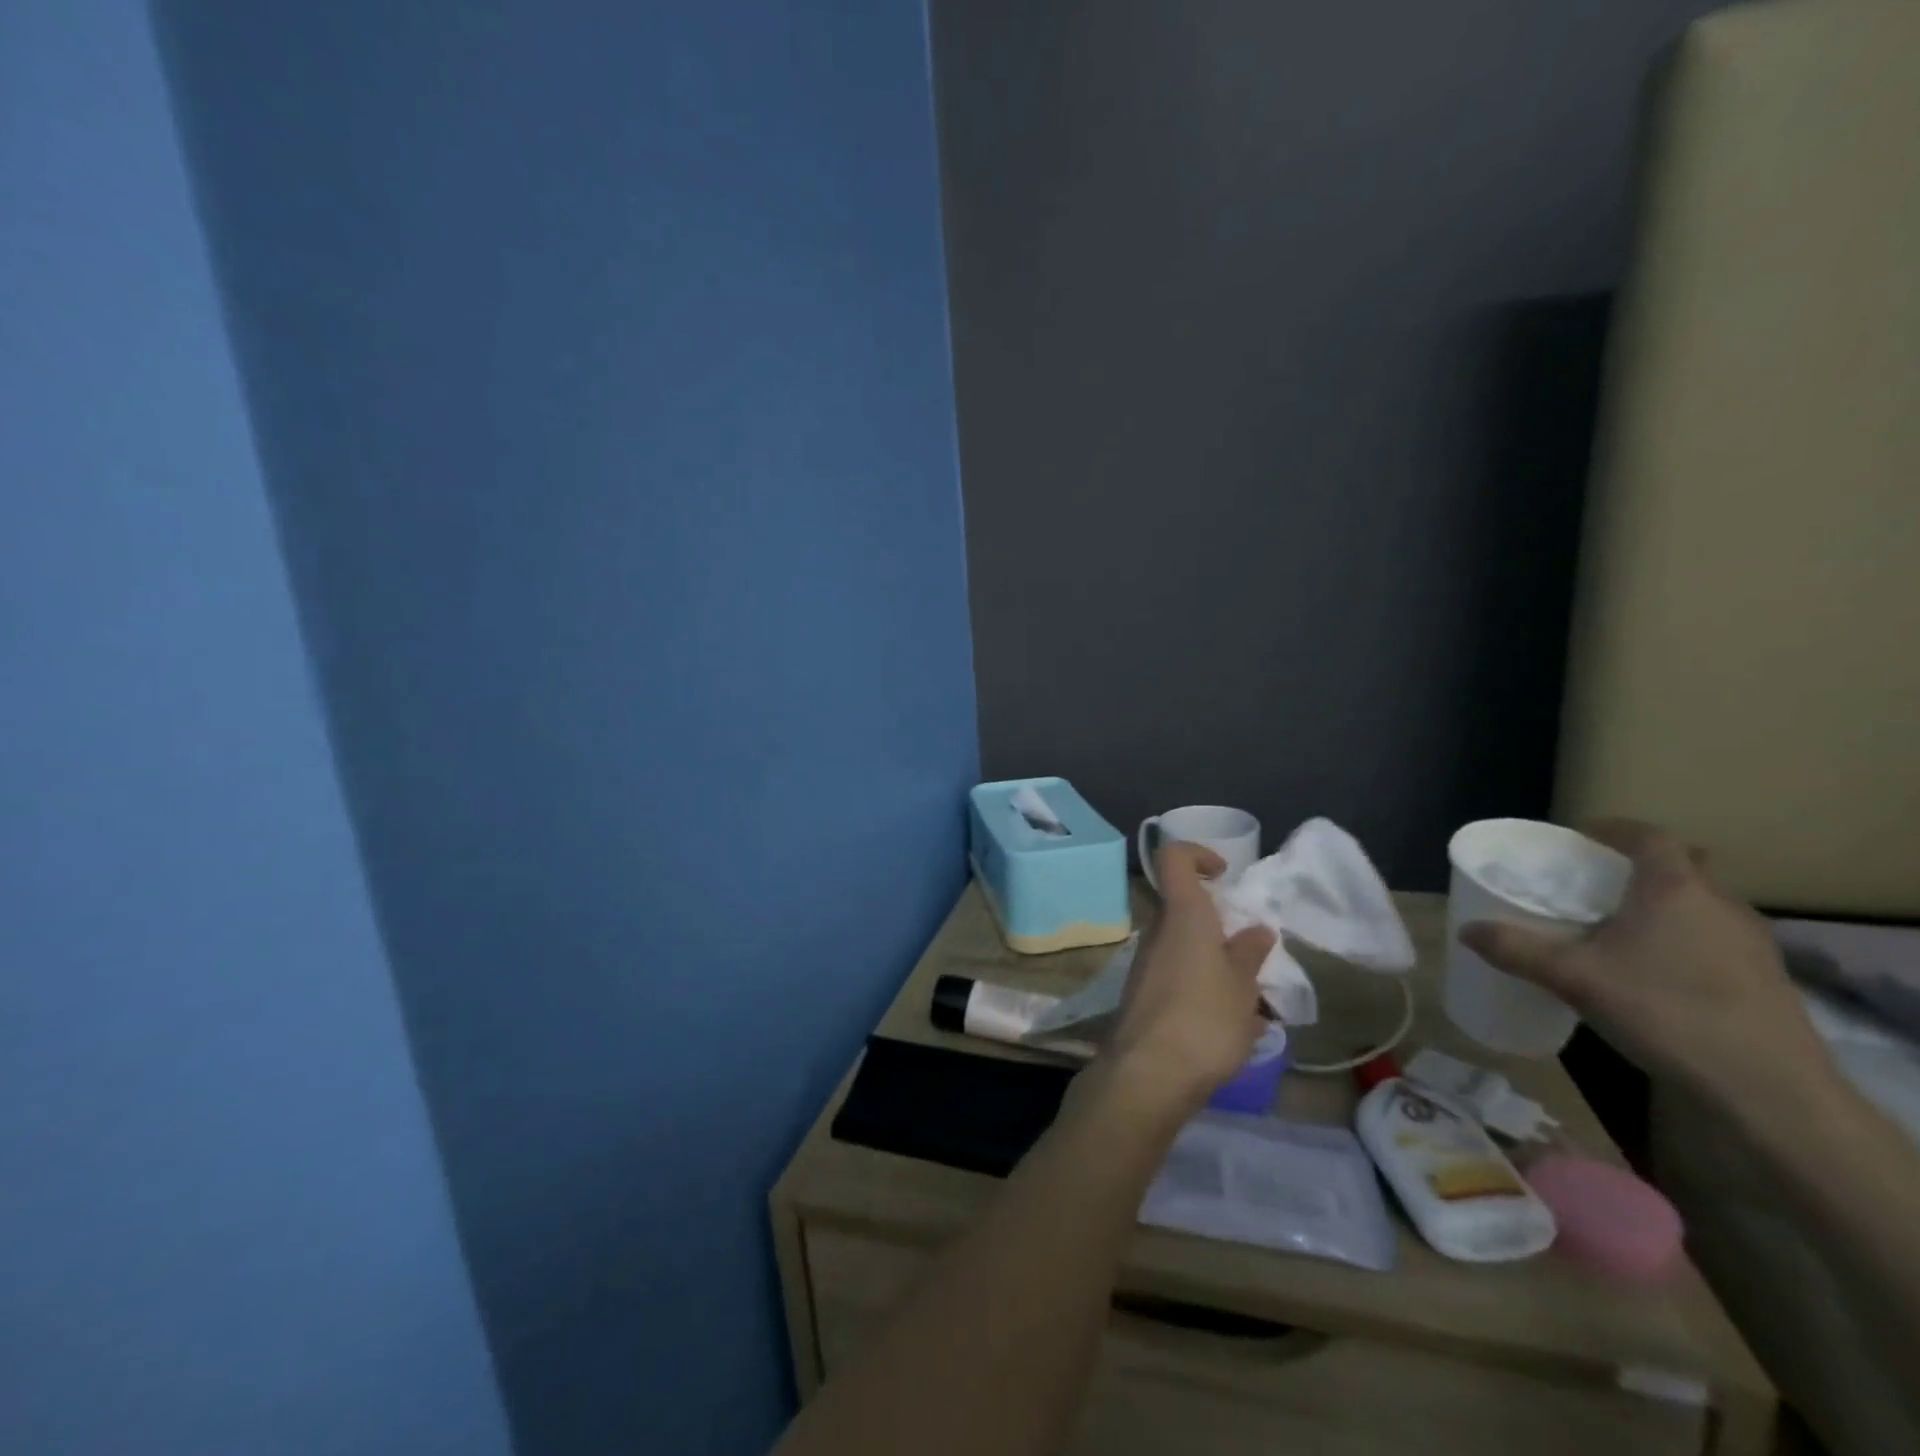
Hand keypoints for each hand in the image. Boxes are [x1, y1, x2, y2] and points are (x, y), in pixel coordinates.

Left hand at [1101, 842, 1275, 1113]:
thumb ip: (1249, 954)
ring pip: (1185, 948)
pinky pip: (1179, 978)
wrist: (1148, 1074)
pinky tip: (1232, 1029)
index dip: (1197, 854)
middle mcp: (1158, 931)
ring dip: (1216, 965)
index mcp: (1183, 915)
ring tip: (1252, 1004)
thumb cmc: (1204, 1019)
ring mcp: (1146, 963)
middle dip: (1220, 927)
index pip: (1174, 858)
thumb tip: (1256, 929)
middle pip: (1185, 910)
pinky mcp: (1143, 995)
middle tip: (1253, 957)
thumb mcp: (1242, 987)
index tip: (1224, 873)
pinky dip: (1204, 991)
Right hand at [1459, 821, 1838, 1111]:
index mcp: (1674, 888)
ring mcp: (1752, 942)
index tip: (1581, 837)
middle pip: (1682, 867)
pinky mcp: (1767, 978)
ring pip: (1702, 903)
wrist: (1769, 1090)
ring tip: (1621, 927)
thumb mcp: (1573, 979)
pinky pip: (1717, 937)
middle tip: (1596, 882)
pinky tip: (1658, 971)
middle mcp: (1720, 904)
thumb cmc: (1664, 1011)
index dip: (1614, 830)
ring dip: (1665, 904)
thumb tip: (1465, 929)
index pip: (1649, 837)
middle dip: (1640, 867)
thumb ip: (1516, 949)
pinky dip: (1685, 937)